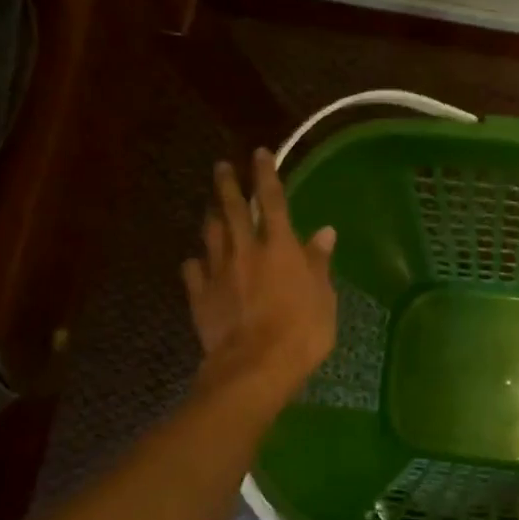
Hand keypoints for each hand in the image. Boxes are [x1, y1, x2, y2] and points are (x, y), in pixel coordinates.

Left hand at [183, 149, 337, 404]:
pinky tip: (195, 262)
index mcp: (279, 246)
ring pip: (210, 235)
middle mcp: (245, 250)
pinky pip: (193, 271)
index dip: (266, 175)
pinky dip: (195, 262)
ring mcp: (218, 272)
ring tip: (210, 208)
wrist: (255, 365)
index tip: (259, 154)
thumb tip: (324, 233)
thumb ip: (319, 263)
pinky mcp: (200, 296)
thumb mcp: (324, 297)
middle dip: (227, 185)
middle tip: (221, 168)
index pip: (271, 200)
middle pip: (231, 209)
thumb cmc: (302, 331)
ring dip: (211, 217)